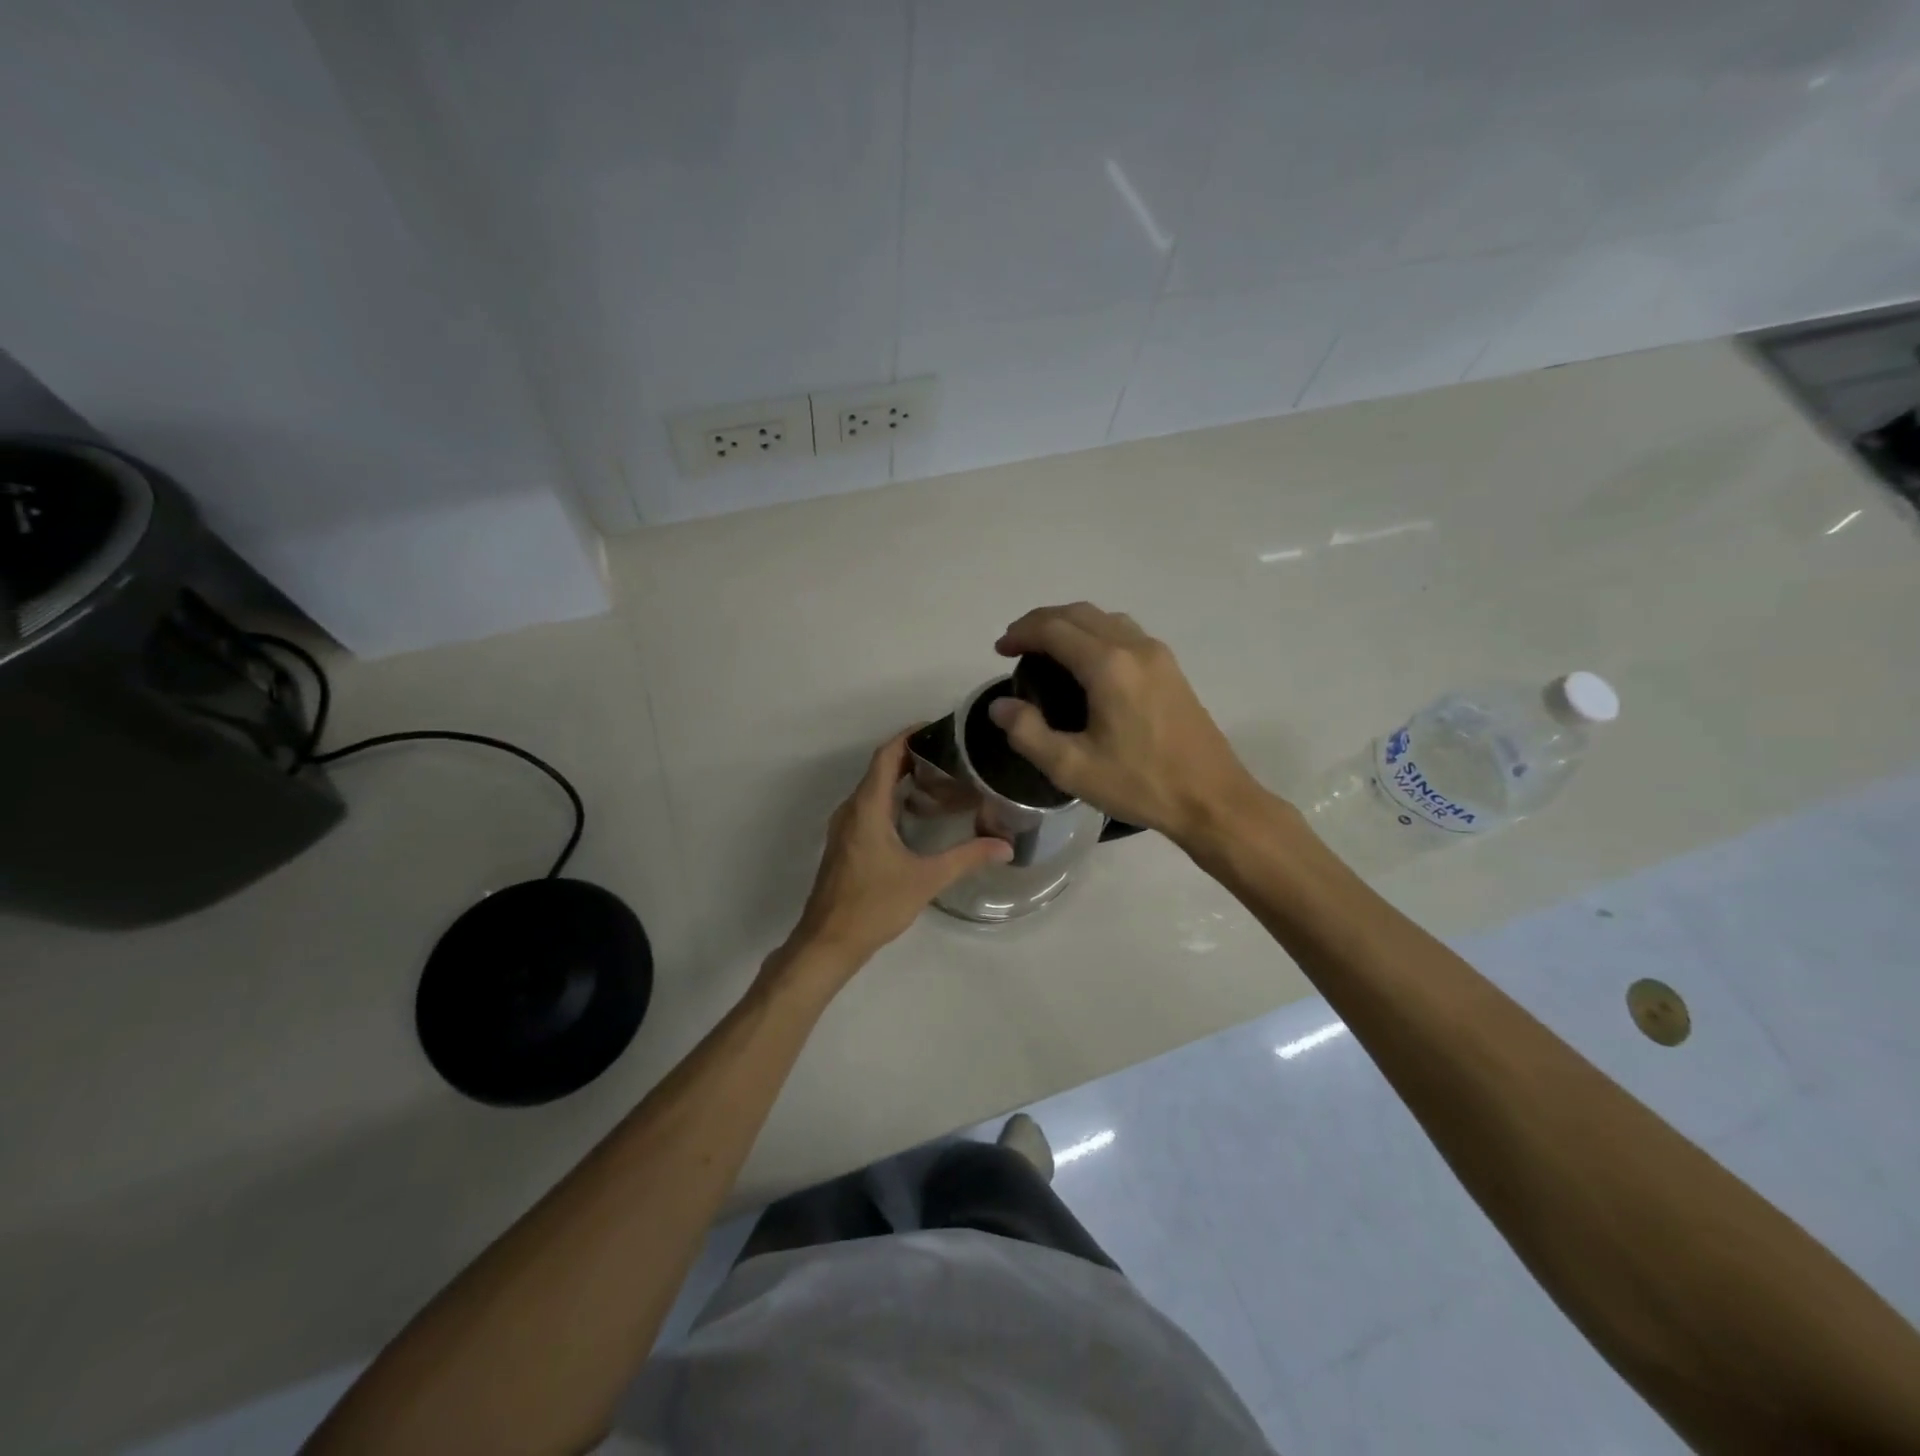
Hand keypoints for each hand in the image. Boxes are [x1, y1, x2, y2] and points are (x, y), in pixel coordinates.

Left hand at [784, 728, 1012, 973]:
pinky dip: (892, 799)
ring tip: (940, 780)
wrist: (829, 941)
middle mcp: (851, 810)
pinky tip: (917, 815)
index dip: (908, 736)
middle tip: (950, 755)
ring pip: (873, 790)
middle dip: (912, 756)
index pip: (886, 756)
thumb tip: (1006, 845)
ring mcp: (844, 827)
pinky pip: (869, 807)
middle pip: (880, 769)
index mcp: (866, 808)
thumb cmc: (874, 905)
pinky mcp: (846, 843)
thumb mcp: (926, 879)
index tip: (938, 728)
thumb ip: (967, 858)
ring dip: (901, 779)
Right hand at [989, 603, 1262, 846]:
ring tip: (1046, 649)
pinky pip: (1124, 632)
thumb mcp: (1072, 768)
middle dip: (1041, 622)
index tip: (999, 650)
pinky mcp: (1171, 668)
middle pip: (1079, 613)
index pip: (1054, 629)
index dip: (1021, 633)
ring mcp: (1158, 655)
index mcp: (1108, 666)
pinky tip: (1086, 662)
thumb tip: (1000, 706)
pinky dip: (1094, 633)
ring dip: (1070, 624)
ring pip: (1104, 618)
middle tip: (1015, 646)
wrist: (1212, 799)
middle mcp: (1134, 647)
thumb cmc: (1140, 784)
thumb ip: (1028, 733)